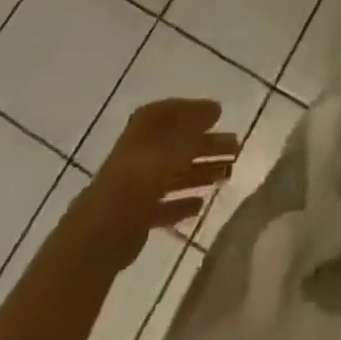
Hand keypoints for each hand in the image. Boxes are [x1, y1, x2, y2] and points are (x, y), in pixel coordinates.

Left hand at [77, 98, 237, 257]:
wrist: (104, 230)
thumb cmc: (142, 175)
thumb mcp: (175, 142)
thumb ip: (196, 126)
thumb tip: (215, 108)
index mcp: (145, 127)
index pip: (173, 111)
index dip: (196, 111)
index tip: (219, 114)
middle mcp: (141, 151)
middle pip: (180, 144)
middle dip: (208, 145)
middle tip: (236, 148)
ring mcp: (138, 184)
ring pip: (176, 174)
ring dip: (201, 172)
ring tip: (227, 175)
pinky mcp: (137, 215)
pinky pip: (166, 204)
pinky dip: (182, 202)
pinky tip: (201, 204)